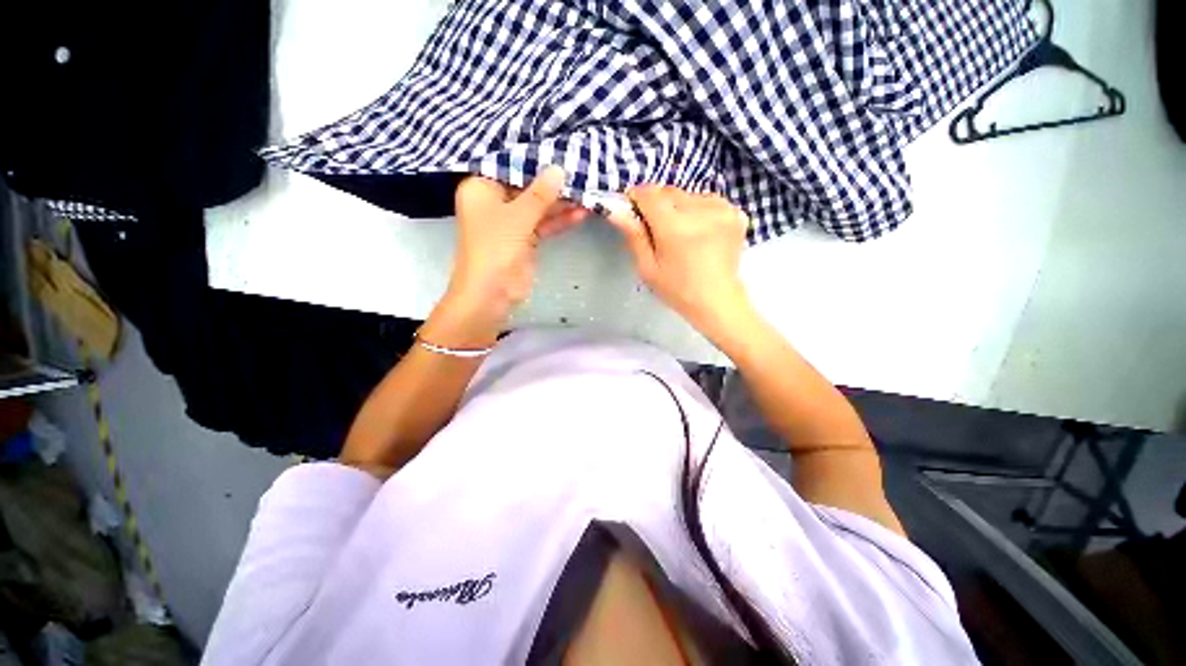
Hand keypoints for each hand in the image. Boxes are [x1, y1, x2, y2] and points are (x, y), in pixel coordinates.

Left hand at [424, 167, 585, 347]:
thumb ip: (540, 194)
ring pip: (538, 206)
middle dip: (551, 182)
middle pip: (526, 185)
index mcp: (481, 189)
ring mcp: (511, 223)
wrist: (492, 294)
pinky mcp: (525, 240)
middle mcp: (495, 202)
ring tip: (586, 190)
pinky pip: (543, 224)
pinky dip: (559, 220)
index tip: (558, 149)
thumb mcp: (518, 217)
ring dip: (560, 202)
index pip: (508, 165)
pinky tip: (581, 213)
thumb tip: (559, 169)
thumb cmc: (495, 249)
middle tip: (578, 170)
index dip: (533, 158)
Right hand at [606, 185, 752, 339]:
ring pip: (688, 195)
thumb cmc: (677, 289)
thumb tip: (615, 210)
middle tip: (658, 231)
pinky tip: (700, 233)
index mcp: (674, 228)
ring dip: (679, 207)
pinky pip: (708, 201)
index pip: (649, 193)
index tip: (635, 212)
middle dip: (658, 205)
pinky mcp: (736, 212)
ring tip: (682, 235)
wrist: (717, 300)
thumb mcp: (647, 268)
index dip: (637, 198)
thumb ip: (634, 235)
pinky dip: (699, 211)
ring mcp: (722, 209)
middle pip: (669, 192)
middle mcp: (700, 211)